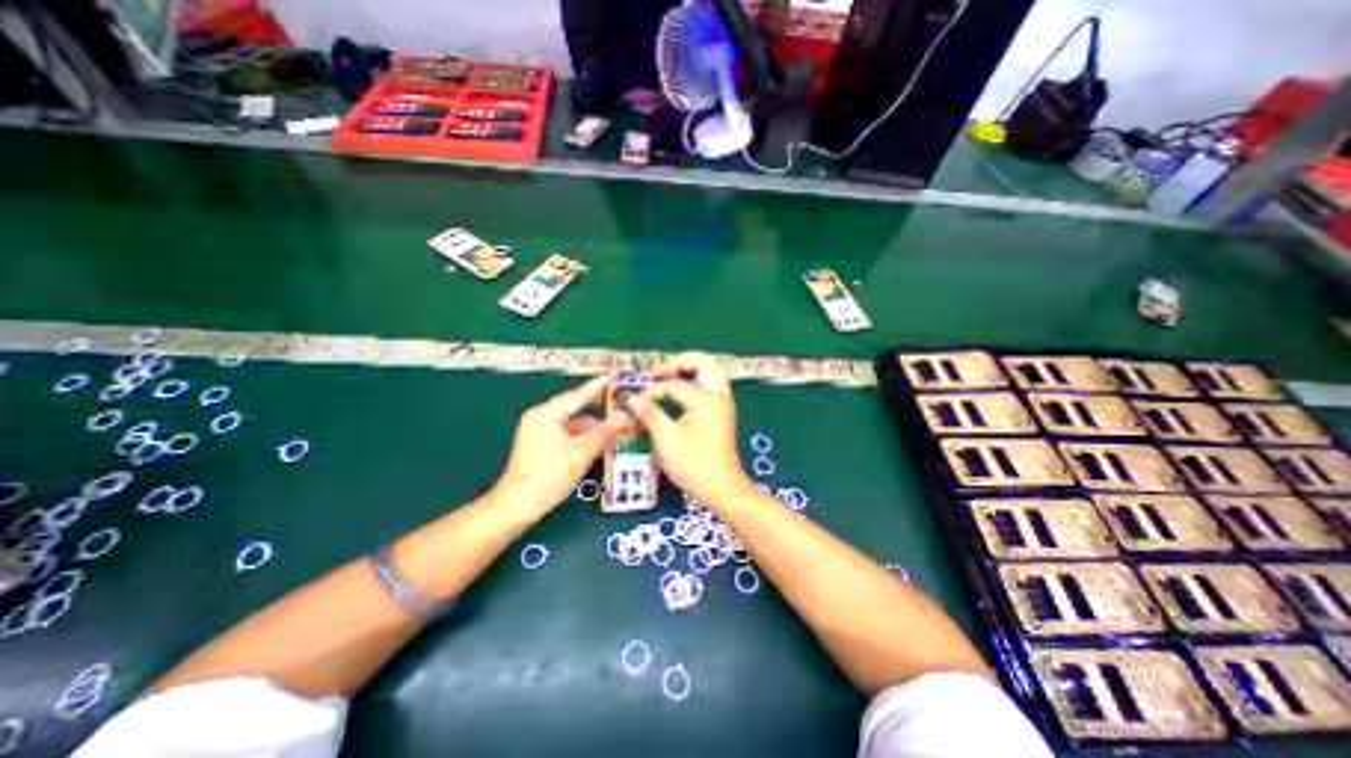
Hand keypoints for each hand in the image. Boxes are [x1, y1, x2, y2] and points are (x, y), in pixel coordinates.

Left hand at [493, 372, 626, 515]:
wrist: (519, 504)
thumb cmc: (551, 474)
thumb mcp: (582, 452)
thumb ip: (605, 431)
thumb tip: (624, 417)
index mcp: (547, 414)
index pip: (578, 395)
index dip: (598, 386)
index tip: (613, 376)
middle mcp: (540, 417)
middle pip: (573, 405)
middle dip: (596, 405)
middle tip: (618, 400)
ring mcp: (537, 430)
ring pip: (570, 421)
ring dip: (591, 424)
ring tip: (613, 425)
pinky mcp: (539, 444)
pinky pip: (565, 432)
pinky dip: (581, 434)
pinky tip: (597, 441)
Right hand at [627, 352, 754, 507]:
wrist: (722, 487)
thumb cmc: (694, 465)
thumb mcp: (667, 440)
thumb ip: (650, 414)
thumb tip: (633, 399)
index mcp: (706, 400)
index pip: (674, 384)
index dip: (653, 390)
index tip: (637, 401)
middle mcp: (719, 396)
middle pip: (705, 362)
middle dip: (680, 362)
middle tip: (659, 372)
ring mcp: (723, 403)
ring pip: (710, 372)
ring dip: (689, 370)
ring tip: (667, 378)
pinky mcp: (722, 411)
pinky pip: (710, 385)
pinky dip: (695, 382)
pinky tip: (678, 392)